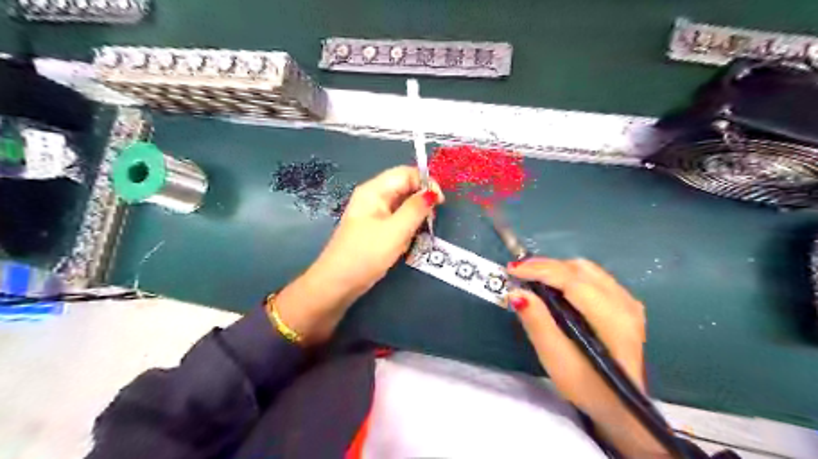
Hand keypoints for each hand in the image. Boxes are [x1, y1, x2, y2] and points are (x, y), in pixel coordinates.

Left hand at [310, 166, 443, 294]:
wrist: (338, 283)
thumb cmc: (366, 254)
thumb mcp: (396, 230)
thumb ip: (416, 209)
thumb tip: (432, 192)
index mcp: (374, 190)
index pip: (406, 173)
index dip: (425, 183)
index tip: (440, 203)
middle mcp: (373, 197)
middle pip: (404, 188)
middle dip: (420, 202)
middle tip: (429, 222)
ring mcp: (373, 213)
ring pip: (403, 206)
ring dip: (414, 218)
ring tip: (416, 236)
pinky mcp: (375, 228)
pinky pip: (397, 220)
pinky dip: (406, 228)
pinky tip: (406, 243)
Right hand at [507, 258, 669, 458]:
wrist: (621, 407)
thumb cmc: (586, 386)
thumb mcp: (556, 360)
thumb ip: (537, 323)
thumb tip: (516, 293)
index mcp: (613, 319)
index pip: (573, 281)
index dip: (540, 270)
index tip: (512, 270)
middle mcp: (625, 303)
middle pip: (580, 270)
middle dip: (546, 267)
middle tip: (518, 273)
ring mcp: (628, 302)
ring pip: (587, 270)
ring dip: (556, 269)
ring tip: (531, 277)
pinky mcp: (624, 303)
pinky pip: (593, 277)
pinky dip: (568, 275)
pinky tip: (553, 285)